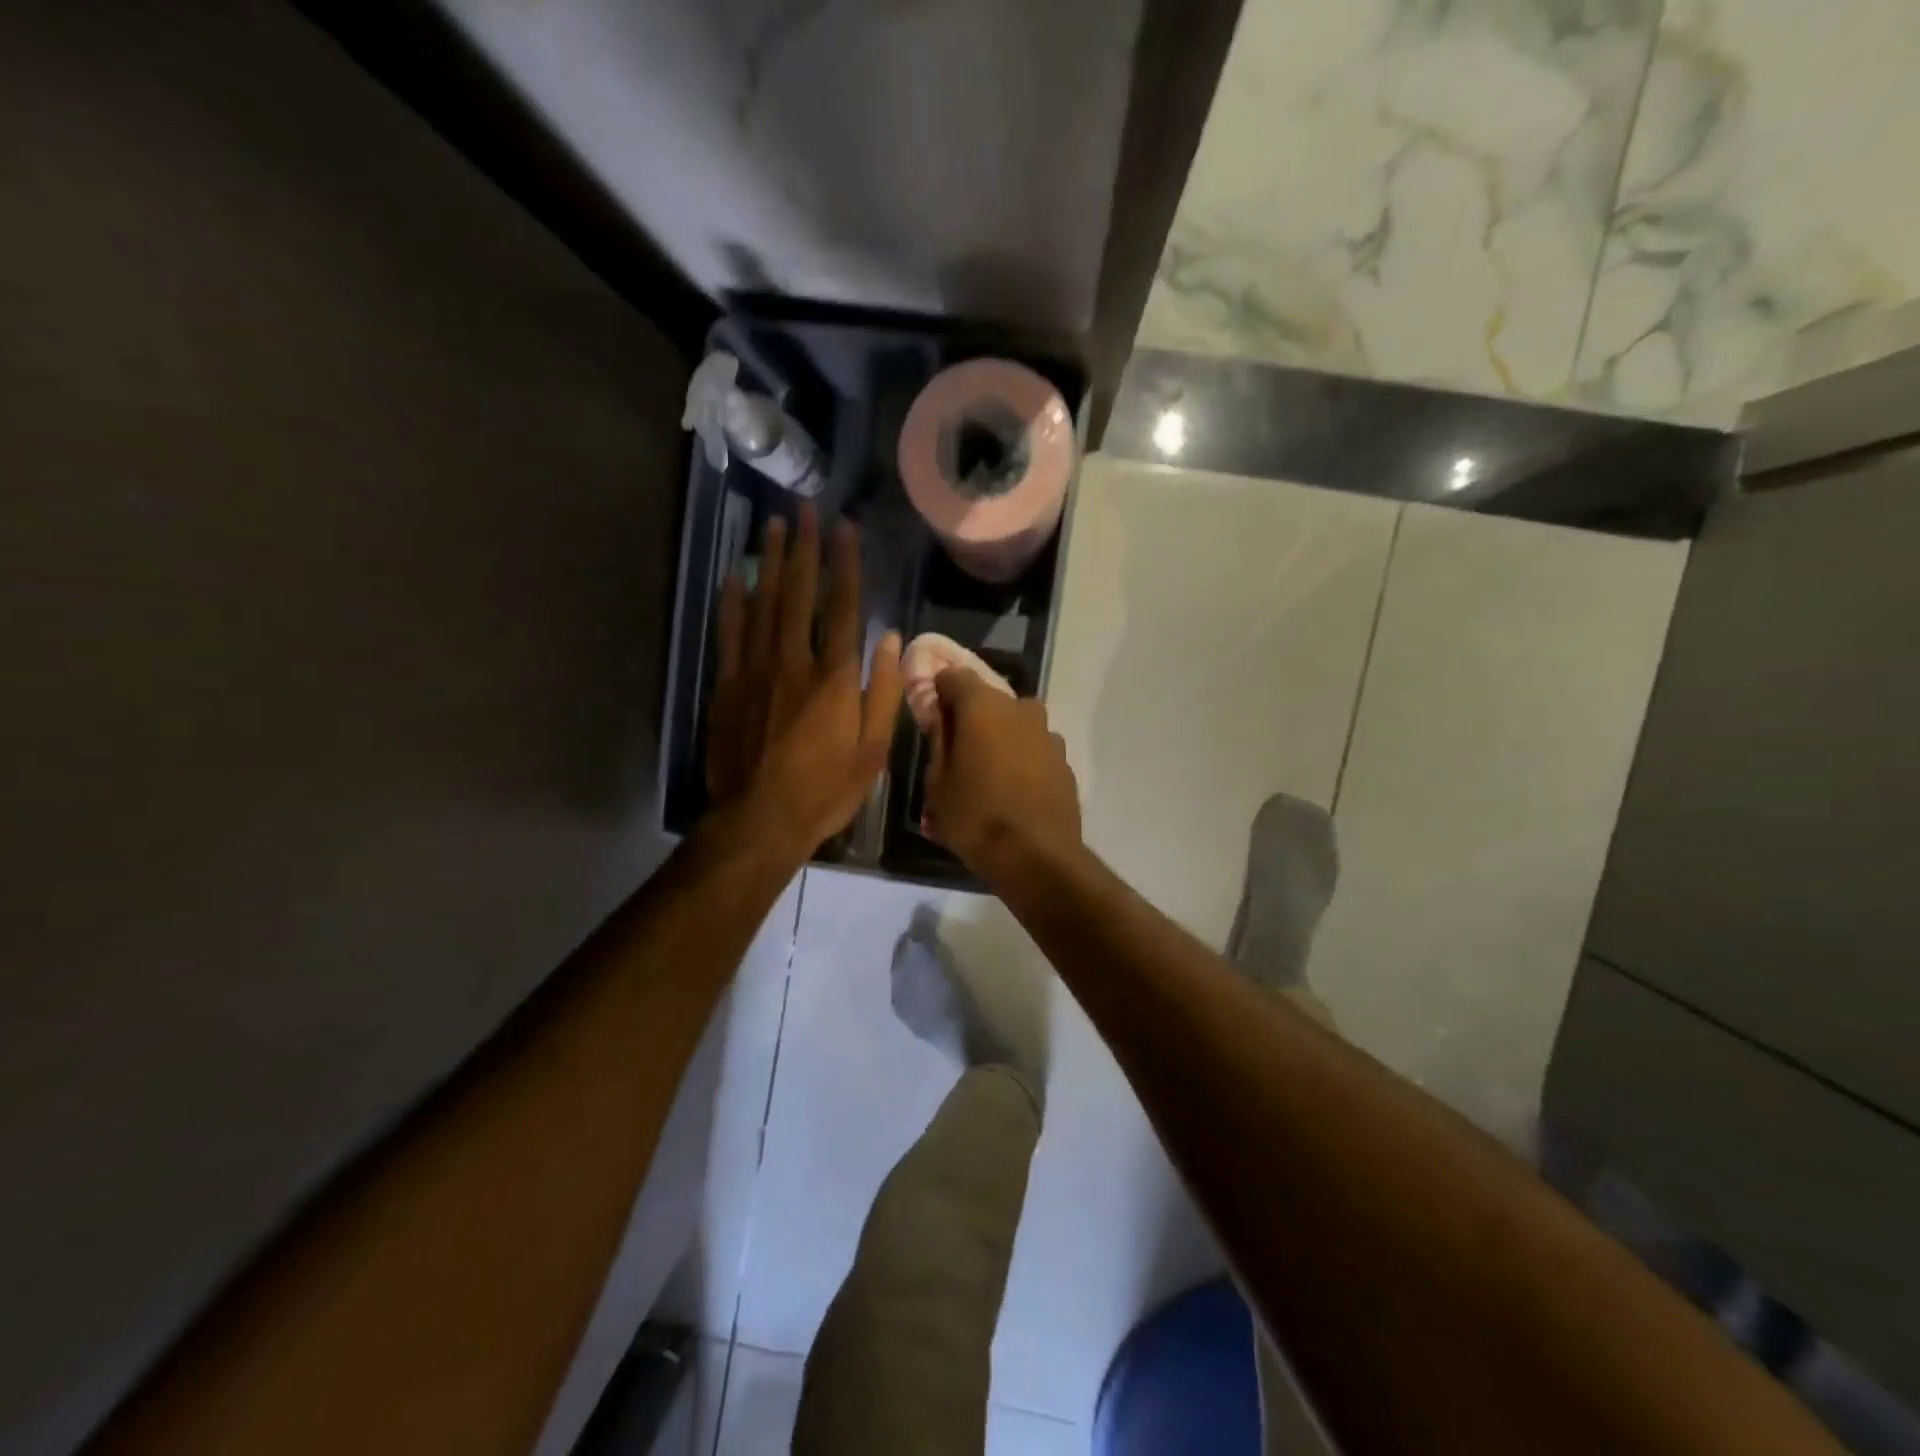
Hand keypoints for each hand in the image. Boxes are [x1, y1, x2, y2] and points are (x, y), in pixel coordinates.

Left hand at [706, 505, 902, 855]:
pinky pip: (729, 634)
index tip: (844, 527)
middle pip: (798, 593)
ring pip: (762, 604)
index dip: (844, 563)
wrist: (759, 820)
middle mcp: (794, 661)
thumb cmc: (826, 790)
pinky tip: (734, 577)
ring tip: (772, 526)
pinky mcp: (728, 686)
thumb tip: (890, 640)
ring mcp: (755, 670)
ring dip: (768, 562)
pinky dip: (732, 602)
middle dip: (803, 548)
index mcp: (835, 677)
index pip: (842, 606)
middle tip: (804, 509)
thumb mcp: (873, 751)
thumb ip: (882, 692)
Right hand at [923, 667, 1081, 877]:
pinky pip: (1035, 749)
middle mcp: (1020, 710)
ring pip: (1017, 724)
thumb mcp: (938, 783)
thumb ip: (938, 741)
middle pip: (989, 699)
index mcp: (983, 707)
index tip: (931, 709)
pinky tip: (1013, 788)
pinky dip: (1023, 758)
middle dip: (972, 715)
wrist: (1036, 856)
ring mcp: (1048, 735)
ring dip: (1001, 736)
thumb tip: (940, 717)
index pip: (955, 676)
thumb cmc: (975, 817)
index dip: (940, 689)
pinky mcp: (1065, 762)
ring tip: (987, 771)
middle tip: (957, 746)